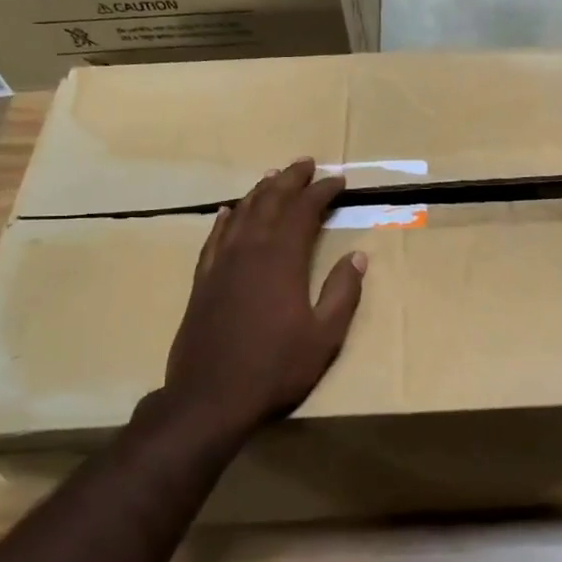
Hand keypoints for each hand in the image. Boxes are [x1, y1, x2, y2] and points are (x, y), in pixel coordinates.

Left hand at [159, 158, 366, 434]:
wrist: (209, 397)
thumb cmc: (275, 368)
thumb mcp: (325, 336)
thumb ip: (342, 293)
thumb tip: (358, 256)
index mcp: (282, 260)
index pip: (304, 211)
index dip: (322, 192)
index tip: (340, 181)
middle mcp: (250, 251)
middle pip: (270, 201)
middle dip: (291, 179)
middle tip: (307, 163)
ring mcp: (221, 264)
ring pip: (242, 213)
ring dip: (260, 191)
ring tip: (273, 175)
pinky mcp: (203, 281)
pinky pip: (215, 238)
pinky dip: (226, 219)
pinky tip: (229, 211)